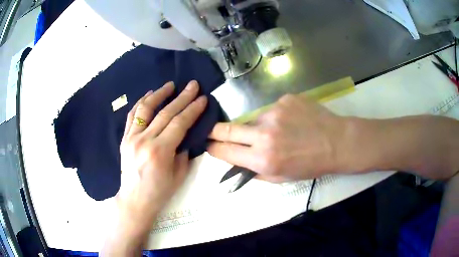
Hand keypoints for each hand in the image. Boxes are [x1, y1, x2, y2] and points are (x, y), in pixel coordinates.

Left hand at [117, 80, 206, 224]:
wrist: (134, 199)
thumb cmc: (159, 192)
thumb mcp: (179, 175)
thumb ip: (184, 152)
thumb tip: (185, 136)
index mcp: (160, 152)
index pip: (179, 123)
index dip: (193, 109)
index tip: (202, 98)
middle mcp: (144, 141)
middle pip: (165, 113)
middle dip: (182, 97)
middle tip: (192, 85)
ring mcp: (131, 138)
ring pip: (145, 109)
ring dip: (159, 94)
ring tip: (170, 85)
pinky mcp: (124, 138)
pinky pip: (132, 116)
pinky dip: (141, 103)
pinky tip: (149, 95)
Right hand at [208, 94, 346, 181]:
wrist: (337, 142)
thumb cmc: (310, 165)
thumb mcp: (281, 178)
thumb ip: (254, 171)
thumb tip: (236, 162)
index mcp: (263, 159)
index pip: (225, 151)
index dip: (213, 148)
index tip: (208, 145)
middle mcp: (265, 134)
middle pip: (228, 129)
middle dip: (215, 131)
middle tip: (213, 131)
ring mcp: (275, 112)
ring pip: (253, 119)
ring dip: (257, 127)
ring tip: (278, 132)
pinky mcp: (285, 99)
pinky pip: (271, 109)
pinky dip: (276, 117)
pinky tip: (291, 122)